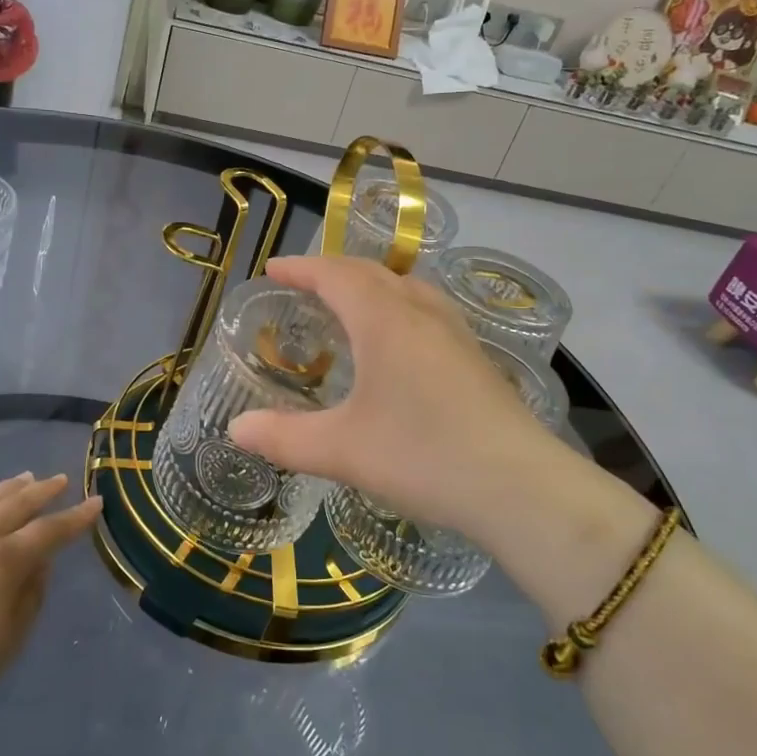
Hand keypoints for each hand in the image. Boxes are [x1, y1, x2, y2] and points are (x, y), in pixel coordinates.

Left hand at [0, 473, 99, 719]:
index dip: (75, 518)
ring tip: (22, 477)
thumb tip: (41, 566)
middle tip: (59, 479)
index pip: (49, 533)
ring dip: (4, 488)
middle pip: (15, 506)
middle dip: (41, 492)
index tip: (95, 502)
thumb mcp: (5, 644)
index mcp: (4, 563)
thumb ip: (29, 601)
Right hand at [228, 255, 567, 541]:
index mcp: (384, 320)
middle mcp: (421, 313)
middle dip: (333, 271)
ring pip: (407, 287)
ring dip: (371, 285)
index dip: (302, 268)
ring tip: (349, 305)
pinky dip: (398, 307)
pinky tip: (400, 343)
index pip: (335, 275)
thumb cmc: (422, 455)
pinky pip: (427, 310)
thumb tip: (236, 430)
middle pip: (372, 272)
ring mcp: (455, 333)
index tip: (274, 269)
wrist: (520, 487)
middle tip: (303, 285)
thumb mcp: (341, 450)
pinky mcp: (475, 358)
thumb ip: (283, 437)